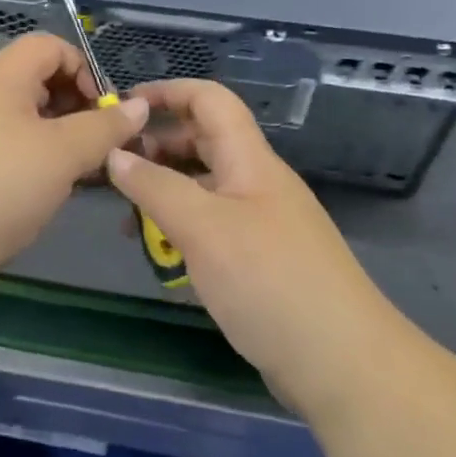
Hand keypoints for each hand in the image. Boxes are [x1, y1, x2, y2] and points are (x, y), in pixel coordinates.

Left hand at [0, 33, 148, 292]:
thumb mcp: (61, 154)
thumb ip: (104, 128)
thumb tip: (138, 107)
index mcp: (0, 78)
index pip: (49, 46)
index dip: (83, 68)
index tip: (102, 111)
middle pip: (35, 81)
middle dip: (74, 107)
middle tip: (95, 146)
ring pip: (21, 120)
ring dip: (55, 139)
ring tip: (77, 174)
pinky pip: (3, 149)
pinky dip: (30, 161)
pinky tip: (43, 194)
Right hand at [106, 80, 388, 415]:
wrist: (342, 364)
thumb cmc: (269, 282)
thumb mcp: (203, 228)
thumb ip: (155, 187)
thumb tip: (115, 154)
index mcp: (250, 160)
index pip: (210, 100)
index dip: (168, 92)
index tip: (124, 107)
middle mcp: (257, 182)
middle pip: (204, 142)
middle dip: (158, 146)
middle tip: (113, 169)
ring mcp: (261, 223)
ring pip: (204, 188)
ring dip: (165, 192)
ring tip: (127, 218)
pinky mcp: (261, 260)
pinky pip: (213, 227)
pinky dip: (182, 229)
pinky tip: (161, 255)